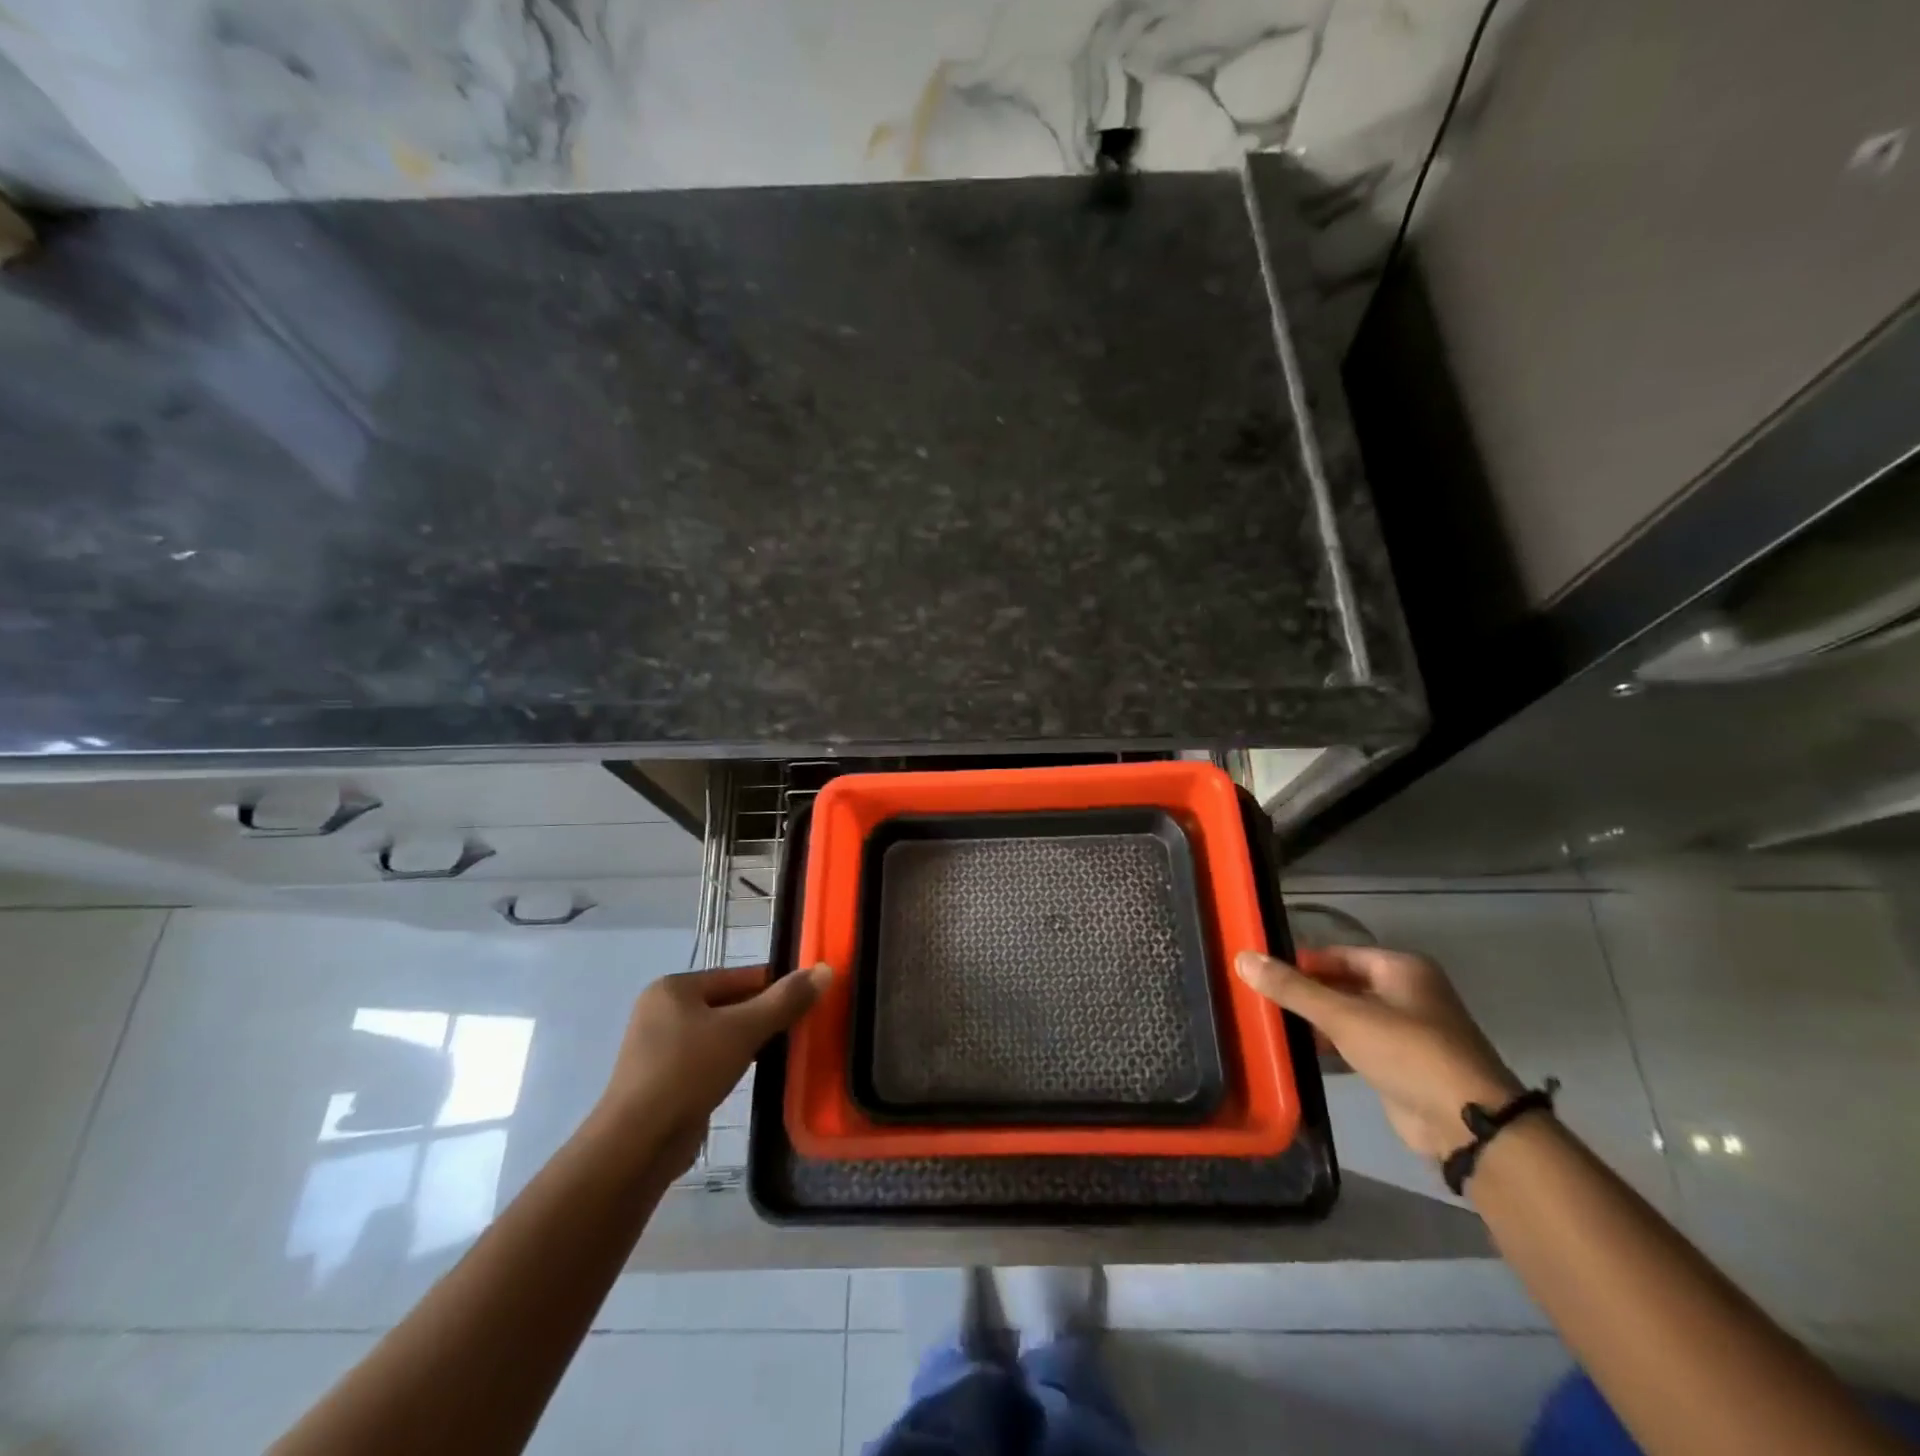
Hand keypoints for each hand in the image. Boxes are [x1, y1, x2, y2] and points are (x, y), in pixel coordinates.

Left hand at [598, 962, 831, 1173]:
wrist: (637, 1145)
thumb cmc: (688, 1072)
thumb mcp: (743, 1030)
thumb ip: (784, 1001)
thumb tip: (824, 970)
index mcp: (673, 988)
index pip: (738, 976)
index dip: (774, 987)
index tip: (806, 1000)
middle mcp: (661, 1011)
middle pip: (728, 1004)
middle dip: (762, 1016)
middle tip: (800, 1029)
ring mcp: (658, 1048)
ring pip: (719, 1035)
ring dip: (748, 1042)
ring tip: (783, 1052)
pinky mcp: (662, 1081)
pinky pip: (707, 1061)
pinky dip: (730, 1064)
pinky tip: (752, 1076)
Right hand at [1236, 945, 1521, 1160]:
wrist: (1467, 1124)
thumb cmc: (1407, 1052)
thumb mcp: (1343, 1015)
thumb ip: (1293, 988)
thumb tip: (1243, 957)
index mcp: (1402, 969)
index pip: (1339, 954)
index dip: (1303, 961)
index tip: (1265, 969)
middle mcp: (1408, 994)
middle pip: (1345, 983)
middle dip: (1307, 990)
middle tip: (1262, 995)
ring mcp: (1409, 1031)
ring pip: (1350, 1015)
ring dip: (1317, 1019)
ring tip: (1273, 1020)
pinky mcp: (1403, 1065)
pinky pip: (1358, 1044)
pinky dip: (1332, 1044)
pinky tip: (1301, 1049)